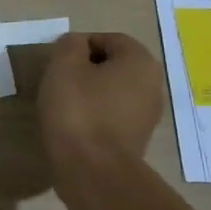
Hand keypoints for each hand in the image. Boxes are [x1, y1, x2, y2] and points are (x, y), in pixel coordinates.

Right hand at [38, 31, 166, 168]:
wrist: (93, 170)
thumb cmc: (78, 109)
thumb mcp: (64, 66)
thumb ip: (70, 45)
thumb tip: (76, 45)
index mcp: (140, 62)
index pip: (109, 39)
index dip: (80, 45)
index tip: (58, 61)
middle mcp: (152, 85)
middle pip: (114, 65)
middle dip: (86, 68)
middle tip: (59, 80)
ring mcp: (148, 115)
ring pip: (114, 90)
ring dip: (90, 92)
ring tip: (64, 104)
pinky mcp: (137, 139)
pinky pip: (114, 114)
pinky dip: (96, 114)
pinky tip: (76, 125)